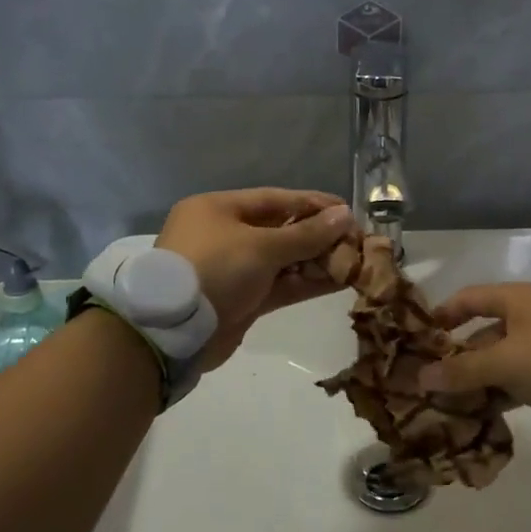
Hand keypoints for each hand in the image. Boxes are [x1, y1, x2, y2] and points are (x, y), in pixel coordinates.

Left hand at [155, 188, 355, 367]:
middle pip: (280, 229)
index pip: (275, 199)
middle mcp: (224, 235)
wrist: (174, 331)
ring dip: (316, 261)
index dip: (313, 204)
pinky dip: (306, 283)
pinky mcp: (241, 300)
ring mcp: (233, 269)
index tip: (347, 210)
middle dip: (318, 236)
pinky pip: (280, 285)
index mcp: (219, 209)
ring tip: (354, 261)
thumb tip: (345, 216)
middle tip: (356, 240)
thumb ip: (306, 234)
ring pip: (282, 260)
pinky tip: (339, 281)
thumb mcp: (262, 246)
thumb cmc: (215, 269)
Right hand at [418, 283, 530, 419]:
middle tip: (433, 379)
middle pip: (484, 330)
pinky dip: (504, 388)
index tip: (419, 338)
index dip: (442, 315)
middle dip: (459, 355)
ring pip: (504, 356)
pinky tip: (487, 411)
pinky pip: (523, 374)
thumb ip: (462, 370)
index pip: (468, 298)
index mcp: (516, 298)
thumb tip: (420, 377)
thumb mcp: (505, 363)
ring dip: (480, 376)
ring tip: (454, 401)